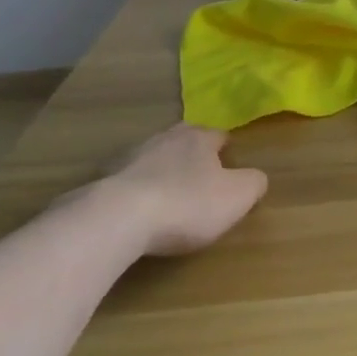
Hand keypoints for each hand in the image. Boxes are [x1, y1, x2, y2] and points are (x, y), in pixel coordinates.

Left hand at [93, 124, 267, 255]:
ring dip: (160, 172)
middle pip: (183, 141)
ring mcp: (128, 158)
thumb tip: (256, 179)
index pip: (218, 136)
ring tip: (166, 197)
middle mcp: (164, 139)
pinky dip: (133, 192)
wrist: (115, 220)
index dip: (225, 151)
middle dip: (191, 155)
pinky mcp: (100, 181)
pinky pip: (125, 182)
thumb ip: (254, 183)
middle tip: (198, 178)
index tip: (228, 169)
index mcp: (199, 138)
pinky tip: (135, 213)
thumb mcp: (237, 197)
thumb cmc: (186, 204)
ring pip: (152, 158)